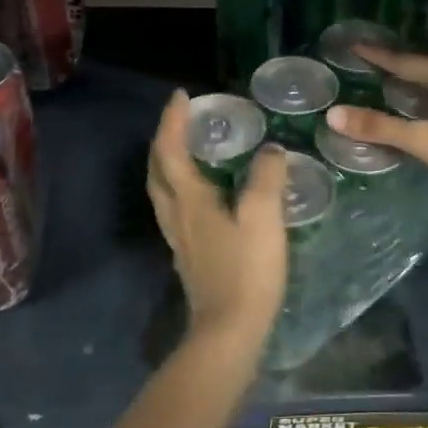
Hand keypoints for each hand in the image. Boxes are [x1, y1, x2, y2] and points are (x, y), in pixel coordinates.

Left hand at [147, 90, 289, 354]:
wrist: (229, 332)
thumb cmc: (246, 271)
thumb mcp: (263, 218)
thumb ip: (267, 178)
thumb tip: (270, 150)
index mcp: (189, 200)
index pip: (171, 150)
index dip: (173, 121)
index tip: (181, 95)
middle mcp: (176, 215)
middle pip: (157, 170)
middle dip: (164, 140)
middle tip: (182, 121)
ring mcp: (179, 238)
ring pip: (163, 191)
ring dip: (168, 164)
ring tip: (189, 149)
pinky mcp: (189, 256)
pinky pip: (176, 208)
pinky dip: (181, 187)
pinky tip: (203, 194)